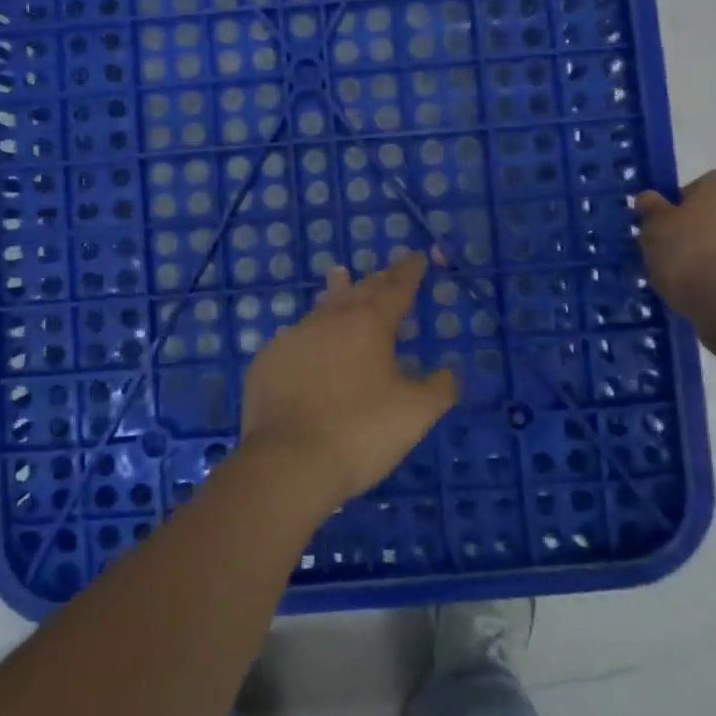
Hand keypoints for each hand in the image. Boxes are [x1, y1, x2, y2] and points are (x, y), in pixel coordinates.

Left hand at [241, 252, 457, 510]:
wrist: (288, 460)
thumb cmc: (360, 432)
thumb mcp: (415, 414)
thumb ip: (438, 388)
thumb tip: (447, 372)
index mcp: (369, 324)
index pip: (396, 288)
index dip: (409, 271)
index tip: (417, 256)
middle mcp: (329, 320)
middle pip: (358, 290)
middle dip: (376, 279)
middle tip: (385, 271)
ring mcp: (293, 338)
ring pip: (321, 308)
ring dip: (336, 294)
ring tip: (339, 275)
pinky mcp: (267, 362)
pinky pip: (294, 339)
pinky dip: (308, 335)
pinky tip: (306, 341)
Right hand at [635, 170, 715, 321]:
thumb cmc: (689, 251)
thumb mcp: (654, 226)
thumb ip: (651, 209)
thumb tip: (649, 197)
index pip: (697, 186)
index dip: (678, 204)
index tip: (662, 226)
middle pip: (714, 213)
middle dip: (695, 229)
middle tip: (669, 251)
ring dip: (709, 254)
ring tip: (683, 277)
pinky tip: (702, 291)